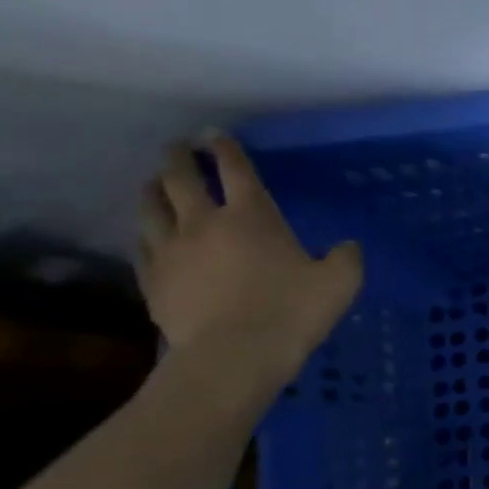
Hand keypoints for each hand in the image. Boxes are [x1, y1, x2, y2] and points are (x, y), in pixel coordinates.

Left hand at [136, 136, 362, 385]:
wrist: (234, 354)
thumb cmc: (291, 311)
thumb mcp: (340, 283)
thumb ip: (345, 258)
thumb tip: (346, 246)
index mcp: (252, 217)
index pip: (236, 170)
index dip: (226, 149)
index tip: (216, 135)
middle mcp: (204, 223)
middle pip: (181, 179)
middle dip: (179, 158)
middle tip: (178, 147)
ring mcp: (171, 251)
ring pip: (151, 207)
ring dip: (153, 189)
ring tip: (155, 183)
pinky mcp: (153, 279)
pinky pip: (142, 246)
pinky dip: (146, 233)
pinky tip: (149, 235)